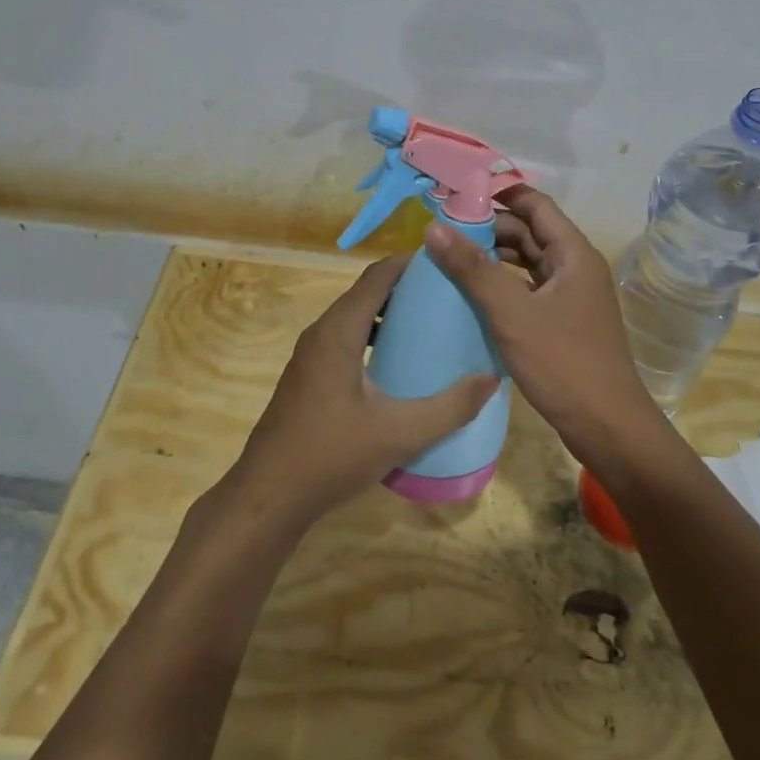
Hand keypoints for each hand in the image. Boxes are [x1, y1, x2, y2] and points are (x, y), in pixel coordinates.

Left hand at [226, 255, 499, 530]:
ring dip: (390, 313)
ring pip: (355, 317)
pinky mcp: (308, 376)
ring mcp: (310, 355)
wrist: (268, 496)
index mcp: (339, 331)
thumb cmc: (331, 456)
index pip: (377, 276)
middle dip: (406, 287)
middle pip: (367, 292)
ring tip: (430, 325)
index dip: (411, 263)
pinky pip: (345, 338)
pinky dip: (373, 336)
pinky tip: (398, 364)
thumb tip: (490, 379)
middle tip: (449, 296)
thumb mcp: (400, 434)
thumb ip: (450, 407)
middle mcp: (321, 333)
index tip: (448, 263)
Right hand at [423, 186, 661, 463]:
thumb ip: (473, 269)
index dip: (499, 194)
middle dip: (490, 227)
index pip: (535, 204)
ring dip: (496, 257)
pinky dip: (504, 285)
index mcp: (573, 253)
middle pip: (531, 232)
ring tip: (451, 258)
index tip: (458, 194)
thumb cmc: (563, 363)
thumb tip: (434, 227)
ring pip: (529, 262)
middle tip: (444, 230)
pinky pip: (530, 289)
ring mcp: (572, 296)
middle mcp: (576, 267)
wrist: (608, 428)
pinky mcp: (565, 322)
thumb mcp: (511, 313)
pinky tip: (475, 295)